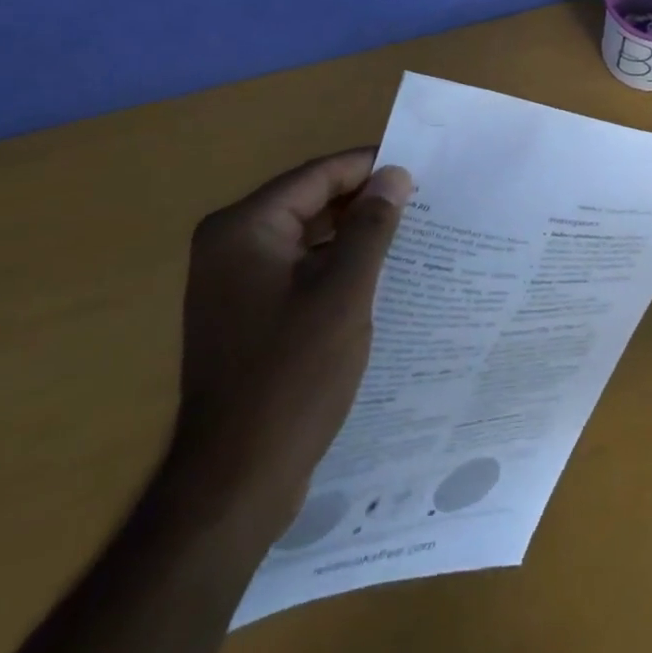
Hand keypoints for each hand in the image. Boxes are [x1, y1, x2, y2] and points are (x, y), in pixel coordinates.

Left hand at [172, 149, 413, 529]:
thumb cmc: (291, 377)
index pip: (317, 176)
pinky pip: (297, 270)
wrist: (234, 485)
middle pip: (309, 202)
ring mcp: (233, 283)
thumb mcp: (344, 293)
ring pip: (305, 237)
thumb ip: (371, 226)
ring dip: (352, 235)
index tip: (419, 168)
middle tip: (422, 201)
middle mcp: (230, 244)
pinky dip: (333, 266)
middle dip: (363, 202)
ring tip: (409, 234)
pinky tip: (376, 276)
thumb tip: (395, 174)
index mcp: (244, 228)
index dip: (369, 167)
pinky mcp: (245, 314)